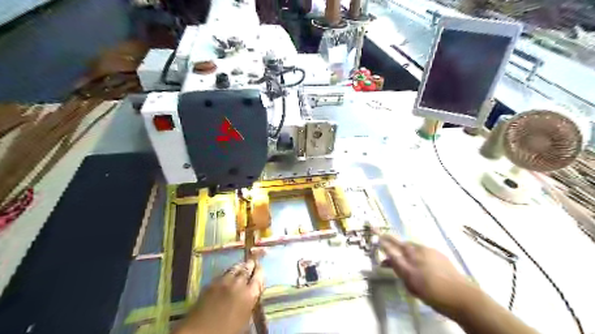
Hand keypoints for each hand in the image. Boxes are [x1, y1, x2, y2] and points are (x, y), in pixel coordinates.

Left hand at [174, 259, 262, 333]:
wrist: (201, 332)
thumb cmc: (227, 331)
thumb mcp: (245, 320)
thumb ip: (250, 304)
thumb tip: (253, 295)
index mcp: (249, 295)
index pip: (259, 277)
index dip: (260, 271)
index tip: (261, 267)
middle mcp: (239, 284)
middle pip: (247, 269)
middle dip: (251, 265)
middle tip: (253, 262)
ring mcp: (224, 282)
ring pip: (235, 268)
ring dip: (240, 266)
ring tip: (242, 265)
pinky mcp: (212, 283)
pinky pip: (223, 273)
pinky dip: (228, 272)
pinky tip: (228, 274)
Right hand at [381, 232, 476, 317]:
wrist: (462, 296)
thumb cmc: (435, 297)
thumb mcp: (413, 288)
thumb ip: (400, 273)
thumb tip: (390, 263)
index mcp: (409, 268)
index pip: (391, 252)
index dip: (383, 244)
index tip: (376, 238)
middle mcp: (416, 256)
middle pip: (400, 244)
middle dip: (390, 239)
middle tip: (382, 235)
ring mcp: (427, 252)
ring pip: (410, 245)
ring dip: (403, 245)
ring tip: (400, 250)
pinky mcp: (436, 252)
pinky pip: (420, 248)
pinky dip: (414, 250)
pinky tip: (417, 257)